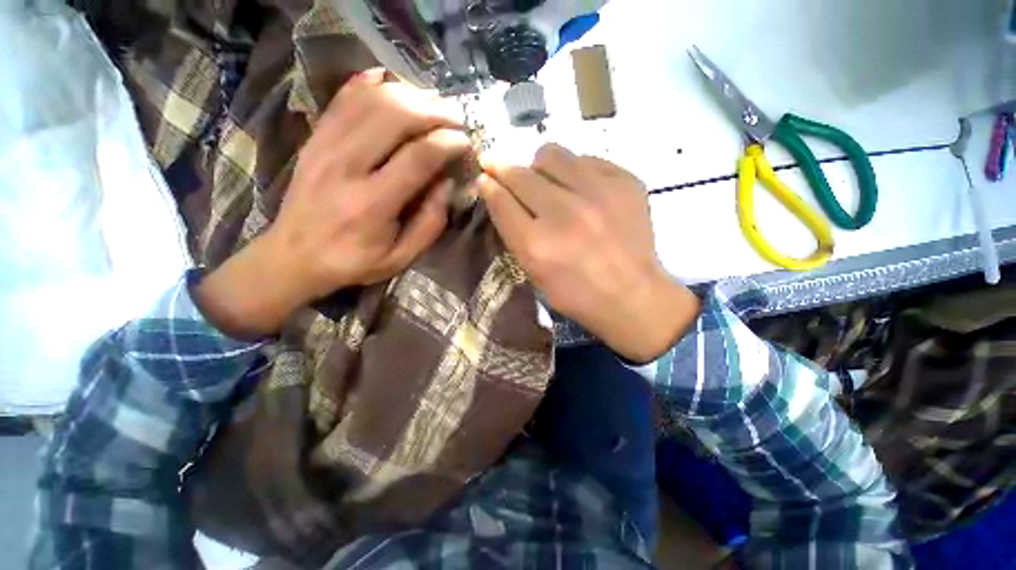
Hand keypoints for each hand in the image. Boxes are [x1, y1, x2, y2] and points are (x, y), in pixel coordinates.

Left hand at [196, 69, 471, 337]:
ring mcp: (324, 146)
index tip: (465, 142)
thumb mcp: (401, 257)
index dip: (448, 142)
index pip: (418, 157)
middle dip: (433, 110)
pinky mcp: (314, 138)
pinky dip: (368, 83)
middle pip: (394, 116)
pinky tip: (390, 81)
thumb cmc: (353, 261)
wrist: (293, 256)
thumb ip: (430, 223)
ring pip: (370, 100)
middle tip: (456, 117)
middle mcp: (346, 166)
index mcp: (372, 204)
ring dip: (408, 95)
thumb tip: (447, 182)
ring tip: (432, 104)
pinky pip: (342, 98)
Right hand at [479, 144, 699, 361]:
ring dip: (540, 167)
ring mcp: (598, 193)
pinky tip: (581, 190)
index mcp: (536, 244)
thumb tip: (498, 194)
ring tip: (547, 182)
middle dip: (505, 170)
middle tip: (505, 172)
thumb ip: (513, 233)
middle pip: (520, 173)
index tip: (485, 178)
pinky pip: (586, 159)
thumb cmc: (577, 293)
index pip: (500, 199)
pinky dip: (575, 171)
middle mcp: (563, 213)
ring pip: (551, 154)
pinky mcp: (625, 182)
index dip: (488, 185)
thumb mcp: (534, 273)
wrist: (632, 295)